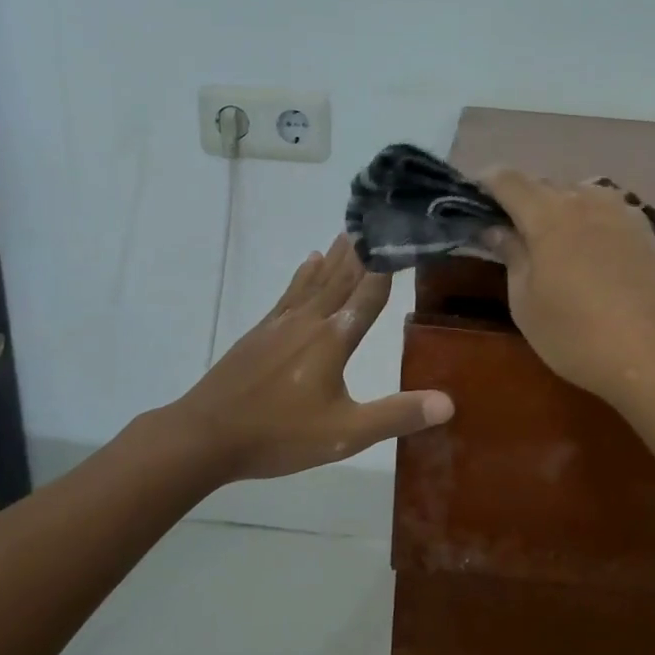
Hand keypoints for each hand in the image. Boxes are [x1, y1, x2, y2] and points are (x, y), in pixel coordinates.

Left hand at [171, 236, 453, 480]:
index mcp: (333, 339)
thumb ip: (396, 415)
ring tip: (350, 231)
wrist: (205, 436)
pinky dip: (304, 273)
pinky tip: (307, 262)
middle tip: (378, 218)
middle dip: (363, 250)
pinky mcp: (260, 332)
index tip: (405, 236)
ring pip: (316, 279)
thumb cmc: (279, 434)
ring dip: (336, 255)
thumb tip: (449, 402)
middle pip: (342, 277)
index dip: (389, 265)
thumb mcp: (345, 433)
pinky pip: (290, 292)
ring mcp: (281, 323)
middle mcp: (309, 320)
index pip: (369, 293)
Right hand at [483, 170, 654, 410]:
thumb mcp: (526, 301)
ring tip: (551, 241)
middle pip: (545, 184)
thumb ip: (511, 255)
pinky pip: (607, 212)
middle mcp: (586, 200)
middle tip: (509, 231)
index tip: (473, 198)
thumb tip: (497, 229)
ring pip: (580, 194)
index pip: (508, 178)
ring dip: (559, 208)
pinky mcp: (647, 232)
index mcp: (548, 213)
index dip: (485, 182)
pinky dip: (589, 221)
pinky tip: (589, 253)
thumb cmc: (575, 334)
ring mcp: (622, 213)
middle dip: (522, 200)